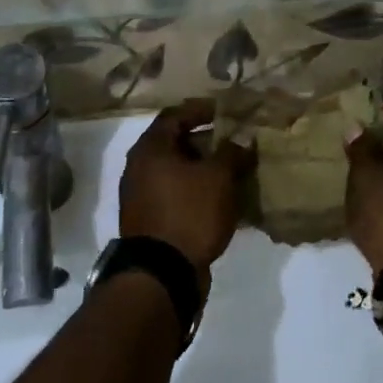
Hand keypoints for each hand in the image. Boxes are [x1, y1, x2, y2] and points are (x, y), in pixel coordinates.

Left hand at [120, 100, 254, 279]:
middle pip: (175, 143)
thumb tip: (242, 138)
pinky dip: (196, 191)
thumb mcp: (218, 178)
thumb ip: (231, 153)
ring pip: (176, 171)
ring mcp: (141, 195)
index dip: (202, 109)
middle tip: (234, 142)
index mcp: (150, 148)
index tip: (226, 111)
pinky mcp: (150, 219)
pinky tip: (220, 198)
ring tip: (233, 170)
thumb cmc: (189, 213)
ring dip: (203, 168)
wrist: (163, 272)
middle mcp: (139, 167)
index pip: (176, 115)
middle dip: (206, 141)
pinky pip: (176, 194)